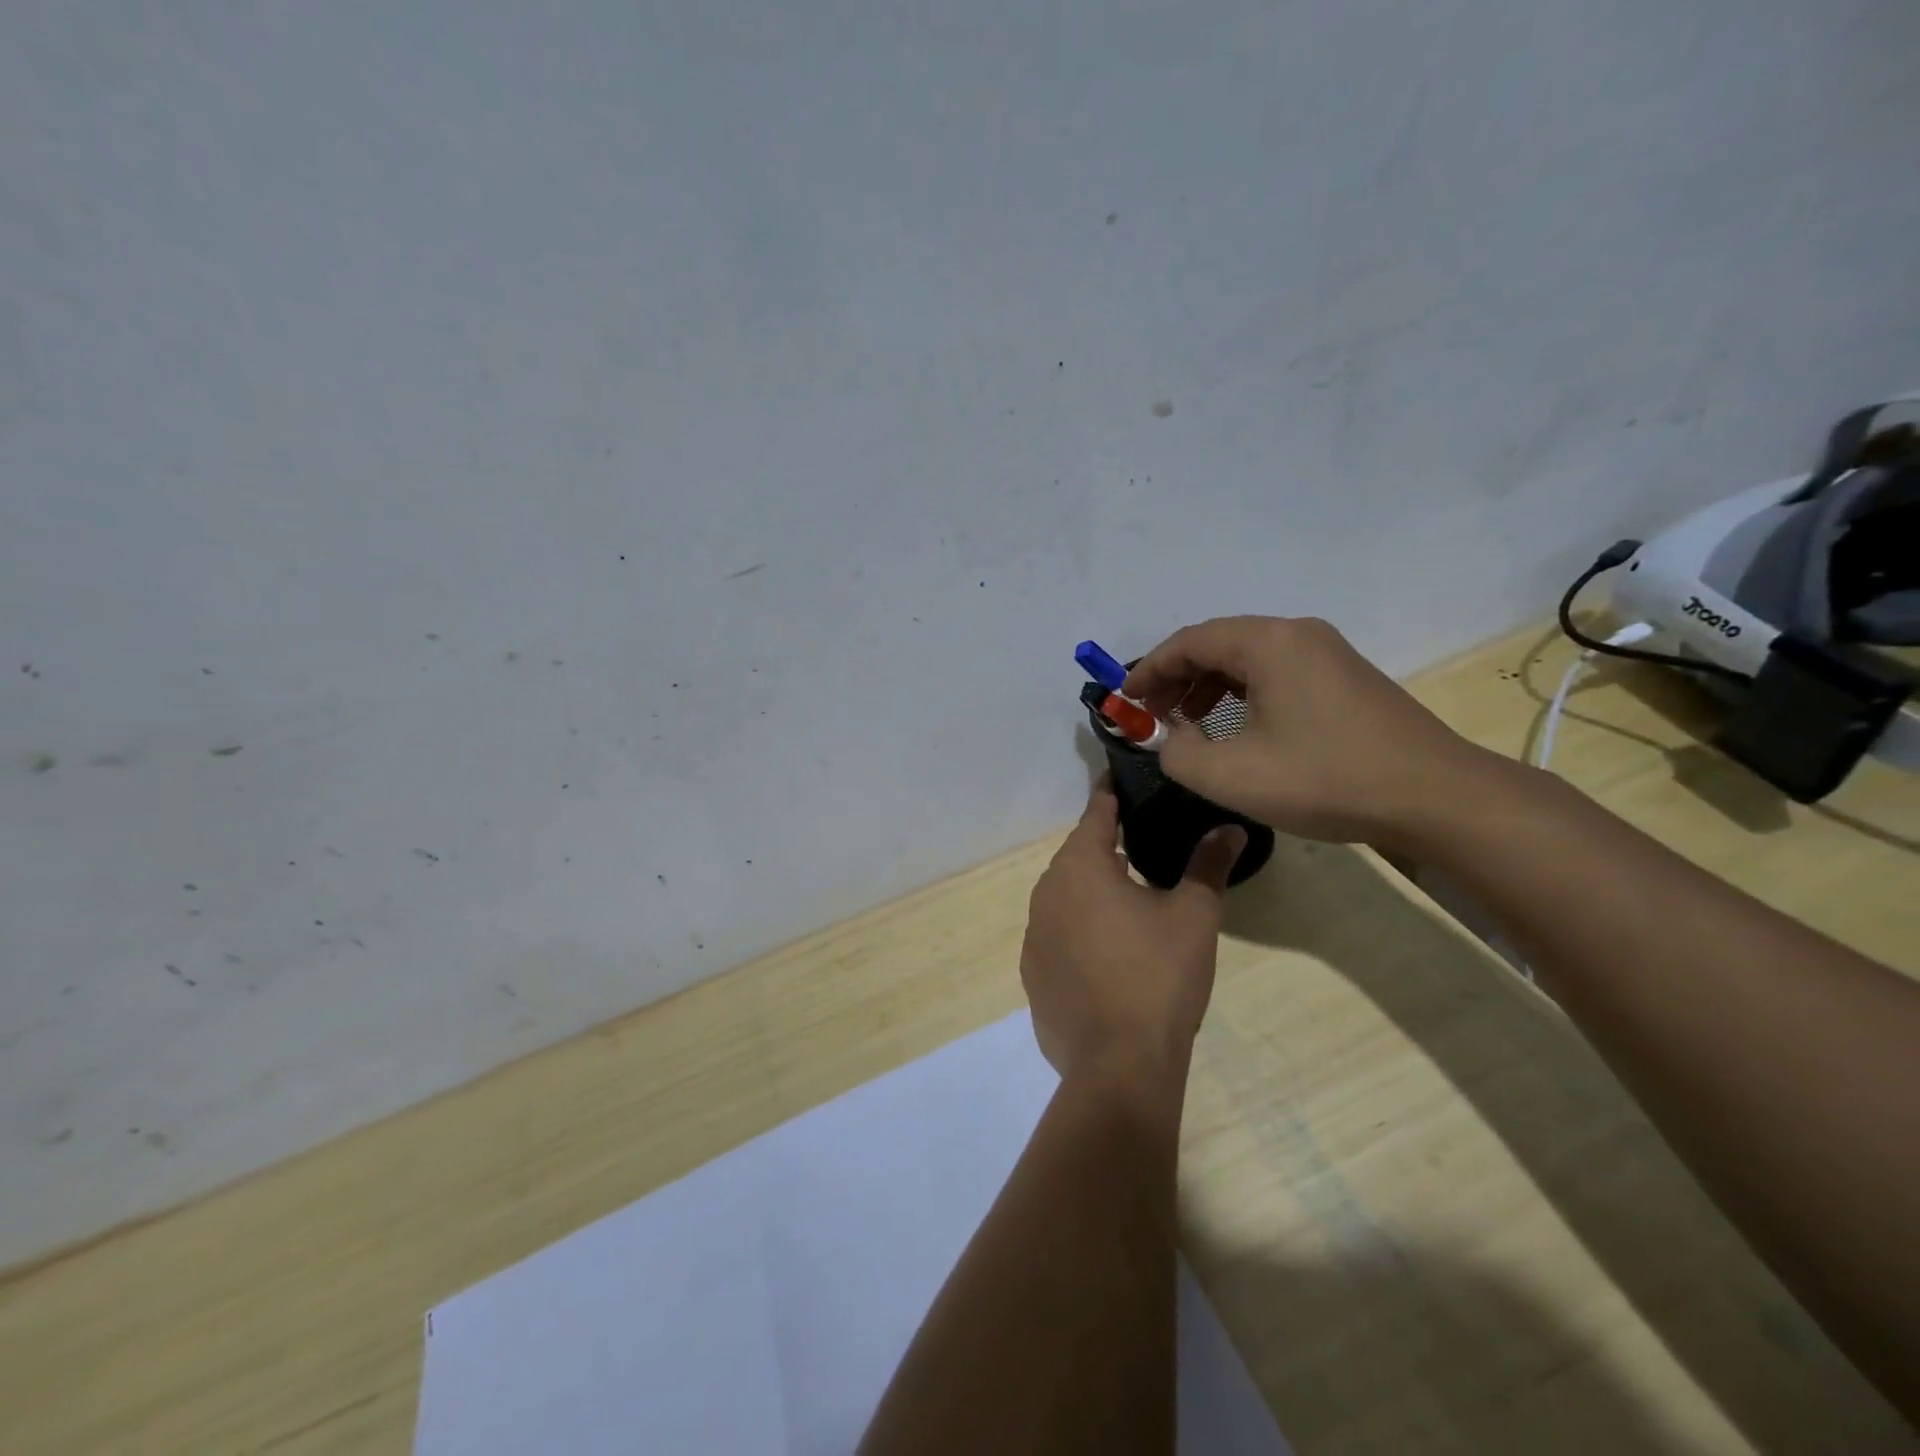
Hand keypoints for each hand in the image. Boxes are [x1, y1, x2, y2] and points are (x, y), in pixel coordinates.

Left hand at [1020, 785, 1244, 1090]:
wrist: (1118, 1064)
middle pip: (1078, 855)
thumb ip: (1208, 865)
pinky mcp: (1033, 972)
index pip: (1096, 814)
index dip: (1112, 795)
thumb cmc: (1158, 976)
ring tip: (1128, 893)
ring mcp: (1033, 934)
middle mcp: (1047, 892)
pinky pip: (1058, 933)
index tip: (1125, 780)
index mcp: (1080, 867)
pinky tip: (1108, 949)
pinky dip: (1080, 928)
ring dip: (1093, 889)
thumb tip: (1230, 828)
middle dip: (1106, 845)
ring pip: (1066, 895)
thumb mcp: (1194, 916)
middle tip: (1140, 840)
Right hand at [1122, 616, 1488, 848]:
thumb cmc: (1325, 778)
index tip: (1125, 701)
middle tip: (1152, 715)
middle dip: (1176, 678)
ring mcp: (1327, 654)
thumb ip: (1176, 752)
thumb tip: (1167, 738)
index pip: (1188, 641)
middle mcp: (1297, 634)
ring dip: (1208, 687)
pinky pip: (1276, 673)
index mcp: (1268, 643)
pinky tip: (1236, 729)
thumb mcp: (1230, 775)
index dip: (1148, 670)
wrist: (1434, 797)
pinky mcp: (1345, 678)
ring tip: (1187, 724)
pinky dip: (1241, 694)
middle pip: (1217, 644)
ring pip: (1247, 659)